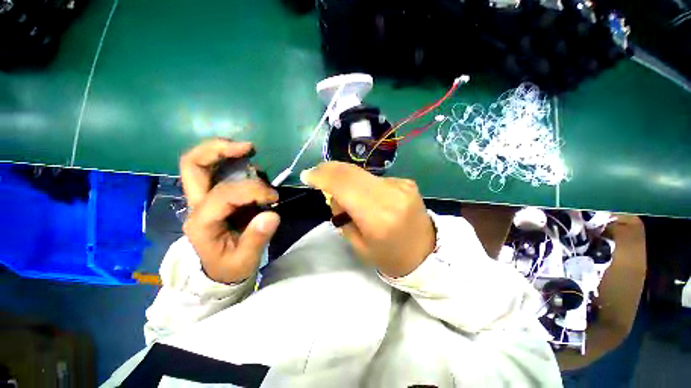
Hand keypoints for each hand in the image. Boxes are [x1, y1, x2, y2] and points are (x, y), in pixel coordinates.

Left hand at [180, 139, 279, 283]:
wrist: (220, 271)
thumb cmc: (231, 267)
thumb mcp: (245, 259)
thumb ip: (257, 238)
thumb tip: (272, 214)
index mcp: (202, 222)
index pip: (224, 194)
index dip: (253, 190)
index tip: (274, 197)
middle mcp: (197, 205)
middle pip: (193, 164)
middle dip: (218, 149)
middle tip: (248, 148)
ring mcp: (204, 198)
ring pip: (203, 162)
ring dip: (228, 154)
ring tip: (251, 157)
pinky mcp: (215, 196)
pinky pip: (219, 170)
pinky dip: (234, 162)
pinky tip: (251, 168)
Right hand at [301, 162, 435, 277]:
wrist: (427, 253)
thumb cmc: (389, 256)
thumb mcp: (358, 244)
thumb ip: (342, 215)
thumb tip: (334, 193)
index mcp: (377, 218)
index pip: (344, 186)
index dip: (323, 176)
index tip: (307, 175)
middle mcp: (391, 196)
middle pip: (353, 172)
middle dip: (330, 169)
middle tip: (317, 174)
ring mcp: (401, 186)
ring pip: (362, 173)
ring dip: (346, 177)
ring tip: (342, 192)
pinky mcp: (407, 182)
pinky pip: (375, 178)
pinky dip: (363, 183)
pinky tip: (366, 195)